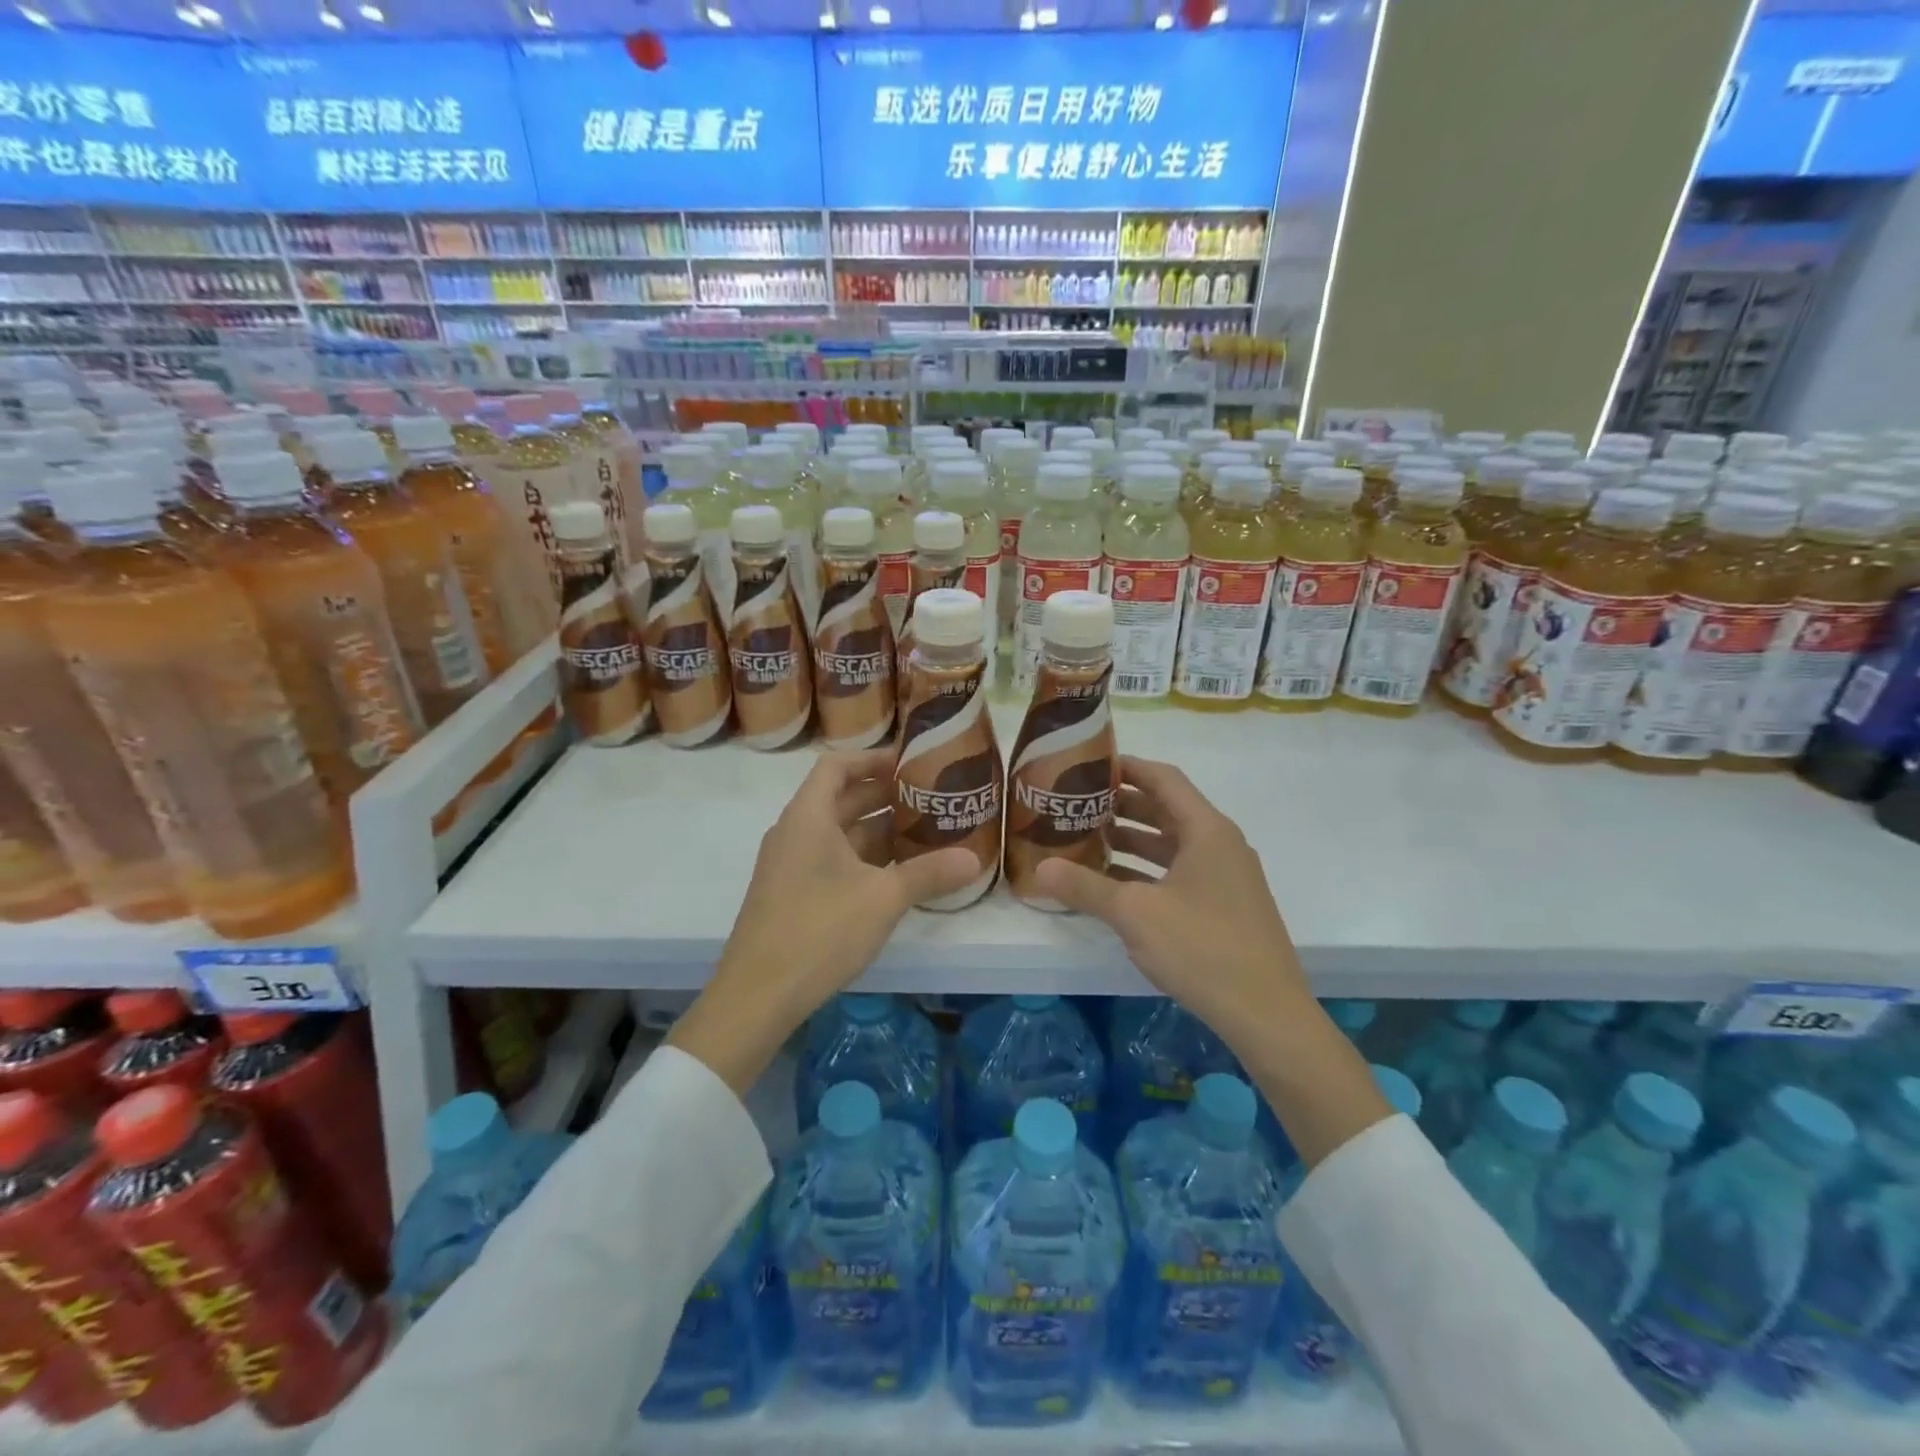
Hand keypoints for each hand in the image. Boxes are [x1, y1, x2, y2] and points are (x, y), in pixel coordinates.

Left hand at [667, 747, 978, 1092]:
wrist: (757, 995)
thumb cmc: (819, 930)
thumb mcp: (882, 898)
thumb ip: (928, 873)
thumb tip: (974, 859)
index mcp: (808, 817)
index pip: (837, 765)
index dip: (873, 758)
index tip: (910, 763)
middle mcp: (795, 832)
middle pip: (841, 797)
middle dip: (884, 795)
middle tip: (930, 797)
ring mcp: (790, 865)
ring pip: (838, 832)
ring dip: (877, 829)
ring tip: (924, 831)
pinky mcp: (792, 893)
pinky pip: (831, 859)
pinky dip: (863, 857)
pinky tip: (896, 874)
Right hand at [1034, 755, 1309, 1035]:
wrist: (1266, 1013)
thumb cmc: (1202, 947)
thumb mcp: (1135, 914)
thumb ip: (1086, 887)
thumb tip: (1040, 869)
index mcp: (1206, 830)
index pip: (1164, 779)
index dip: (1127, 767)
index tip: (1089, 764)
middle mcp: (1220, 844)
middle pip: (1167, 809)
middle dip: (1122, 805)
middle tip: (1078, 805)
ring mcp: (1226, 877)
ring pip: (1172, 844)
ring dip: (1133, 839)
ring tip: (1088, 840)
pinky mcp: (1225, 906)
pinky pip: (1180, 872)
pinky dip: (1148, 871)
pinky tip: (1114, 885)